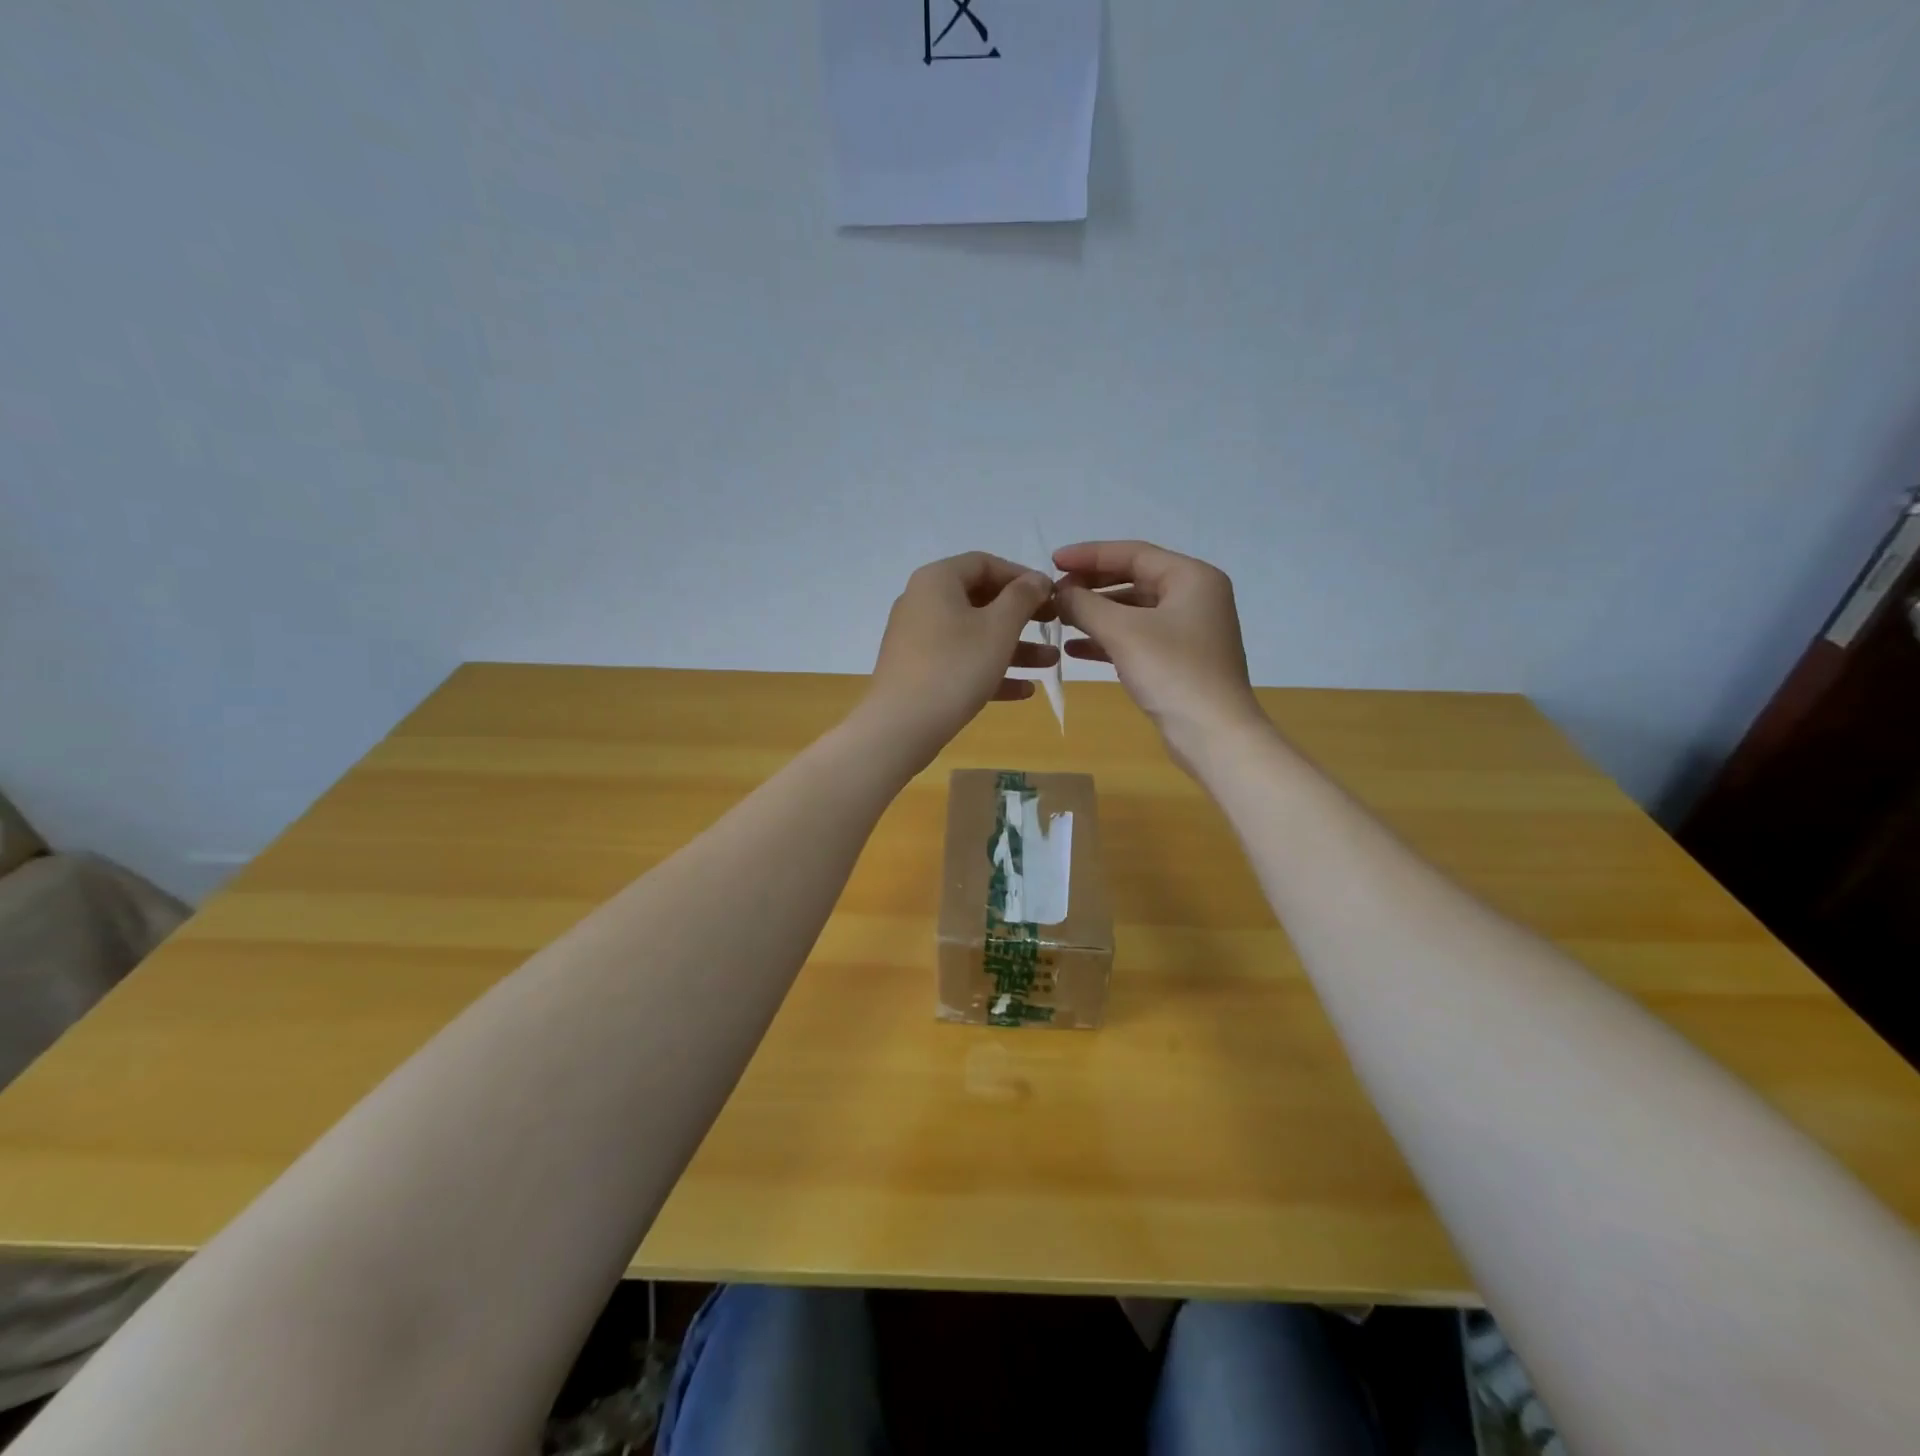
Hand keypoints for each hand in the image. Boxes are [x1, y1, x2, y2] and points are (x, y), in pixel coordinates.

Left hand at [864, 552, 1057, 760]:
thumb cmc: (955, 666)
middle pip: (980, 600)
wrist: (901, 726)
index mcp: (937, 580)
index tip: (1052, 595)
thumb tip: (1037, 579)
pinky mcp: (918, 672)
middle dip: (1022, 615)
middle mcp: (922, 602)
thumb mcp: (999, 627)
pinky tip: (1024, 691)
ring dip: (1014, 646)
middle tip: (1055, 625)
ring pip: (974, 635)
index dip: (1022, 576)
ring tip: (1050, 661)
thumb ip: (1023, 597)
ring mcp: (918, 639)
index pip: (985, 563)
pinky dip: (990, 671)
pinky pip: (960, 662)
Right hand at [1053, 540, 1265, 767]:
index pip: (1133, 553)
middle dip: (1092, 585)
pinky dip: (1108, 639)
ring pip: (1134, 610)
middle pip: (1134, 578)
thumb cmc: (1171, 672)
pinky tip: (1075, 649)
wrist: (1213, 733)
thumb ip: (1085, 604)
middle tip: (1055, 592)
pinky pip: (1138, 637)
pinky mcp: (1180, 659)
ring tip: (1060, 618)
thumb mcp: (1122, 631)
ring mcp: (1189, 630)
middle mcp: (1195, 596)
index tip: (1053, 560)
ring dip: (1096, 613)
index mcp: (1191, 577)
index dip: (1089, 555)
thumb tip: (1060, 592)